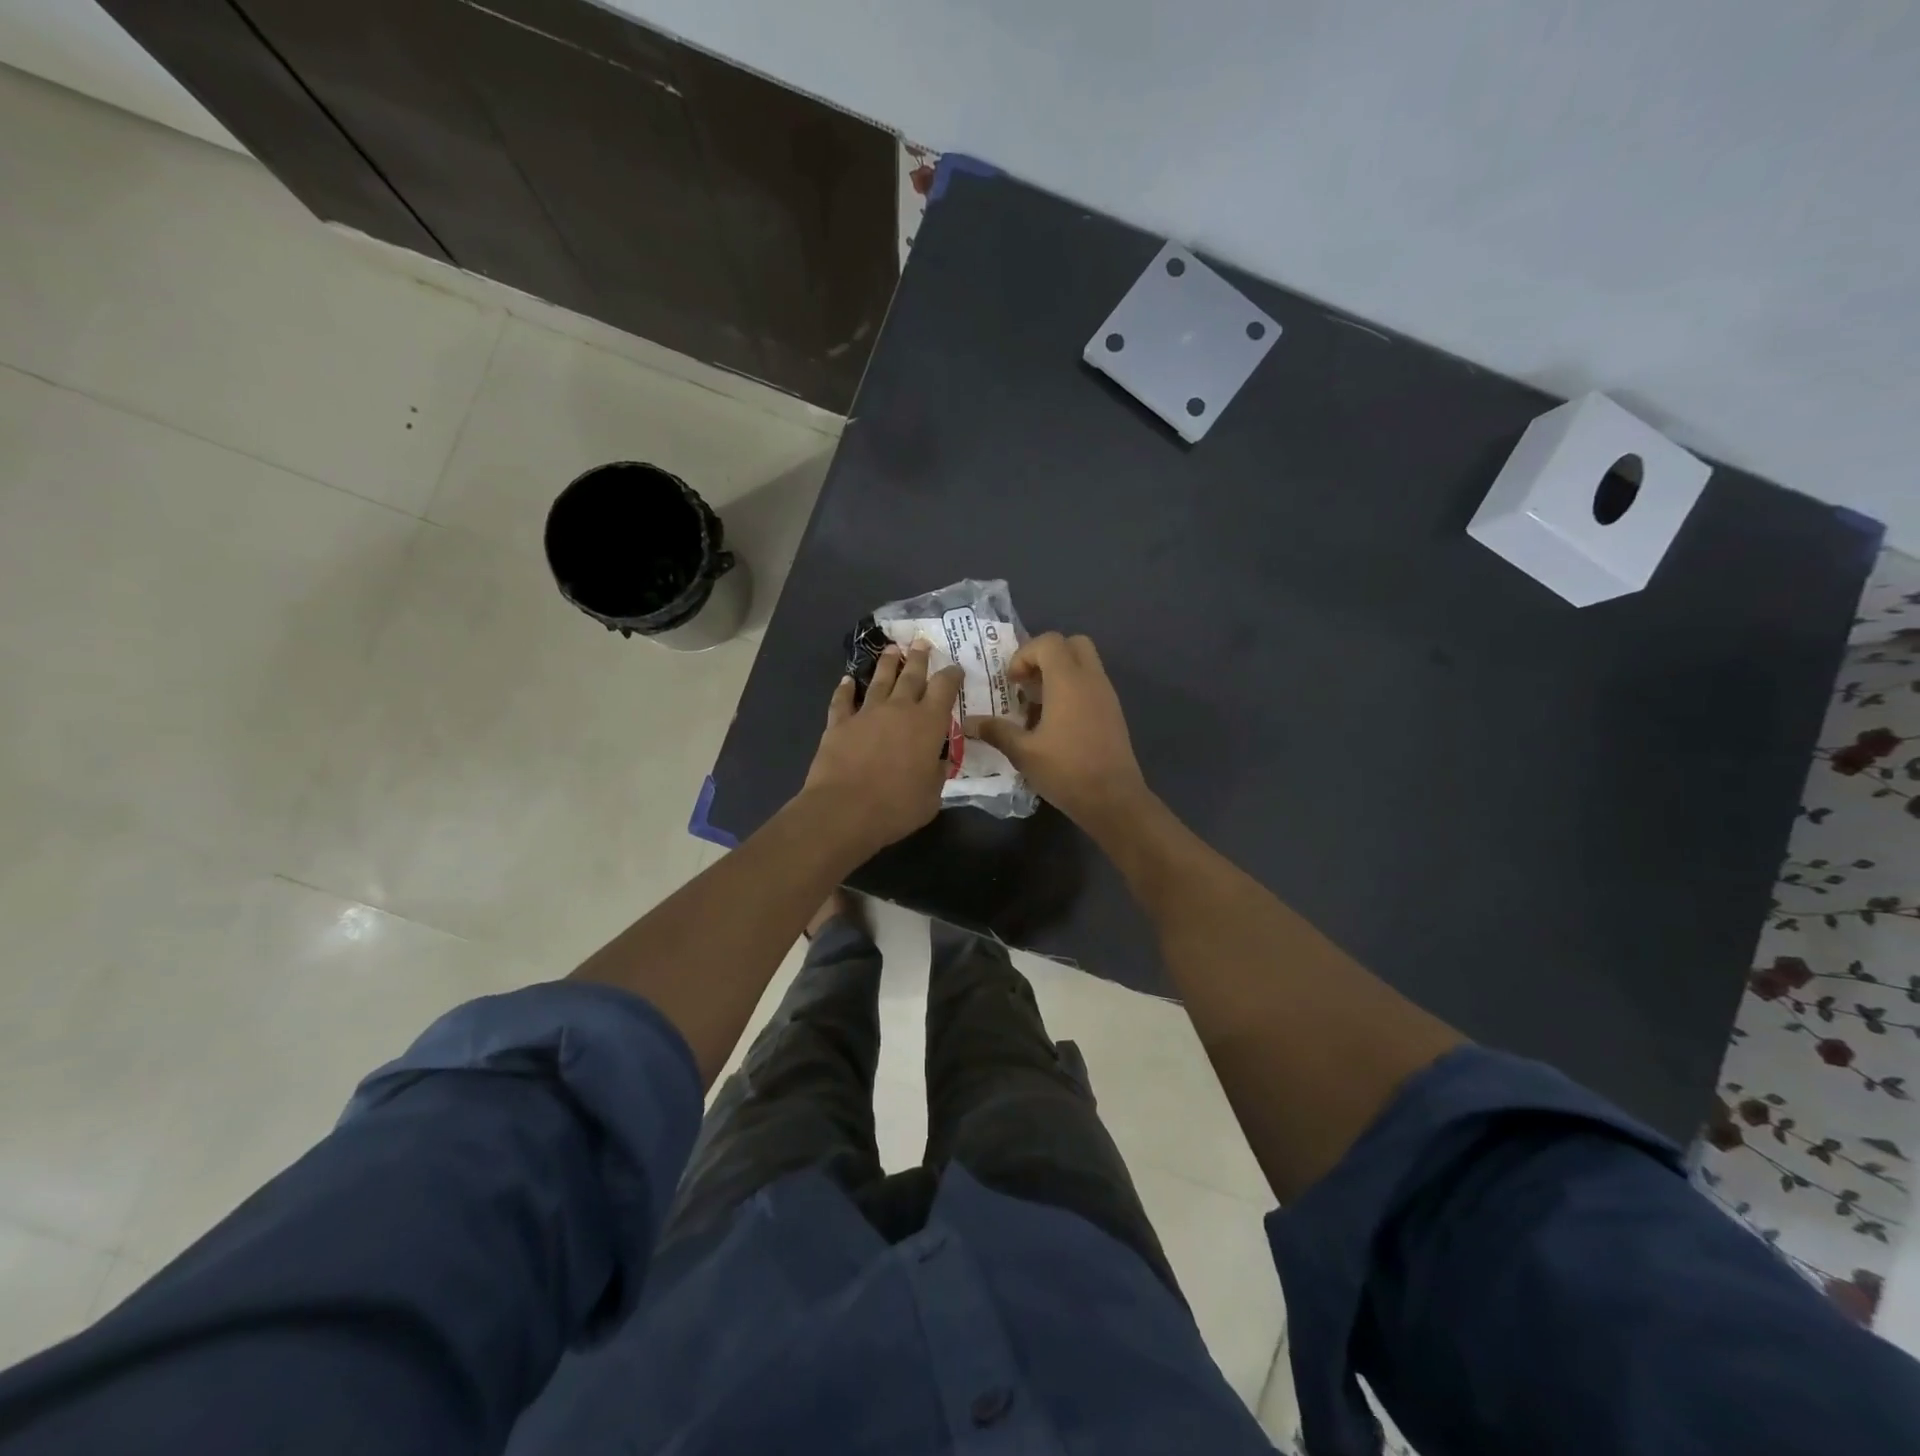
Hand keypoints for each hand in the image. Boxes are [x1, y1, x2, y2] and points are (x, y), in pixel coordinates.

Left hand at [802, 641, 963, 858]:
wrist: (845, 810)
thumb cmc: (897, 806)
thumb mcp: (932, 796)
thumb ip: (937, 773)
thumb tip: (939, 761)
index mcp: (928, 724)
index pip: (945, 688)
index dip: (952, 675)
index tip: (955, 668)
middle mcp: (899, 709)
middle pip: (911, 675)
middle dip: (919, 657)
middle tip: (921, 641)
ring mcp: (866, 713)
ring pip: (880, 680)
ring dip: (887, 664)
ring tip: (892, 649)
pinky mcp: (839, 723)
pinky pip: (842, 700)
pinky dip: (845, 689)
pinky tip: (847, 680)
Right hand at [964, 632, 1150, 828]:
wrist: (1113, 800)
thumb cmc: (1066, 771)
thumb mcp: (1023, 753)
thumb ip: (996, 731)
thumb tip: (968, 723)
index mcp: (1069, 681)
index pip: (1049, 642)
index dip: (1025, 654)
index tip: (1012, 683)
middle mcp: (1091, 680)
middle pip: (1072, 644)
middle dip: (1046, 656)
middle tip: (1028, 684)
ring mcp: (1107, 695)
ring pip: (1085, 664)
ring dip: (1059, 674)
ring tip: (1038, 706)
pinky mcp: (1113, 713)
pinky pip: (1092, 685)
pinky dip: (1073, 690)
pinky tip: (1056, 724)